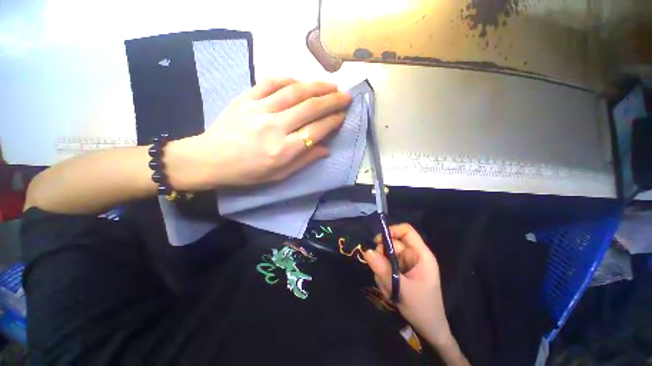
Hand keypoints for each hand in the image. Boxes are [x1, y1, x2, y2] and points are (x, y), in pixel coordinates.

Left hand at [166, 78, 350, 190]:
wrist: (210, 159)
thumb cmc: (248, 173)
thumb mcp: (279, 175)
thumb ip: (304, 160)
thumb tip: (325, 149)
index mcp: (283, 150)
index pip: (316, 130)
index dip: (333, 121)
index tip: (343, 116)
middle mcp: (274, 127)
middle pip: (310, 108)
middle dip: (332, 100)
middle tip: (345, 96)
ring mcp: (259, 109)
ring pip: (294, 91)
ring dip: (316, 86)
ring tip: (331, 86)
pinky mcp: (246, 98)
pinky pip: (271, 82)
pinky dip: (290, 79)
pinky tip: (301, 81)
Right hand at [363, 223, 452, 346]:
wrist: (428, 329)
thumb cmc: (422, 308)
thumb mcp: (402, 289)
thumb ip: (384, 270)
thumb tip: (367, 251)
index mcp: (421, 254)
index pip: (406, 231)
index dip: (392, 231)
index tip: (378, 242)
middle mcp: (413, 255)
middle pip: (392, 244)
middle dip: (383, 258)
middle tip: (380, 273)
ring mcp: (406, 263)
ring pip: (386, 256)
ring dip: (382, 271)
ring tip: (388, 288)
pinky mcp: (400, 271)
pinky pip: (385, 266)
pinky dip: (383, 277)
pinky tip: (389, 291)